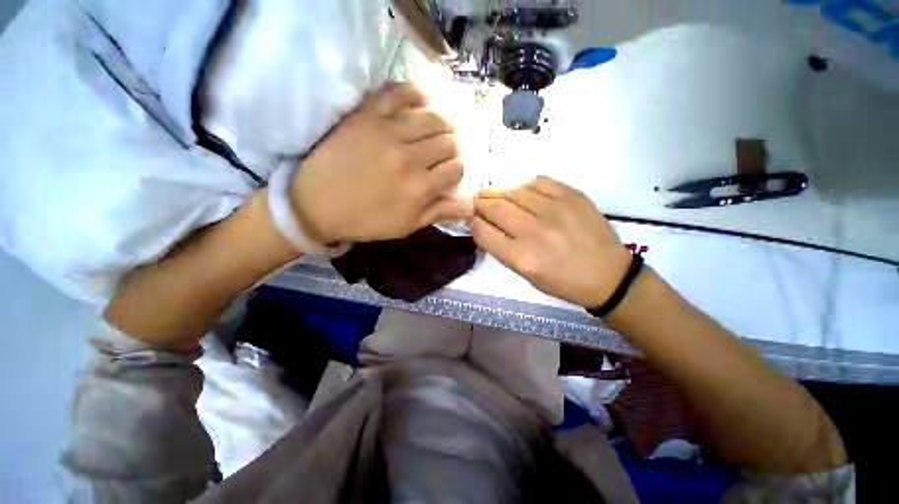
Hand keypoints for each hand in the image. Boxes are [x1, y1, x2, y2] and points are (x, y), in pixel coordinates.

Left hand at [291, 82, 471, 242]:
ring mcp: (388, 132)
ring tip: (437, 129)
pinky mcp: (367, 114)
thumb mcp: (407, 225)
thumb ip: (439, 212)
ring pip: (433, 116)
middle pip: (449, 141)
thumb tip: (471, 205)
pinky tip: (421, 103)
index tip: (448, 173)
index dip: (457, 170)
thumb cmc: (366, 220)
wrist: (317, 204)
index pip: (456, 169)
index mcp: (419, 188)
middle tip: (443, 152)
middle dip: (452, 148)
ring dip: (442, 123)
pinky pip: (400, 92)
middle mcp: (409, 158)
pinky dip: (416, 94)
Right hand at [472, 176, 631, 307]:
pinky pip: (539, 182)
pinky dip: (524, 185)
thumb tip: (487, 226)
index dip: (473, 223)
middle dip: (481, 203)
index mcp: (521, 257)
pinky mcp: (572, 197)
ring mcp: (555, 211)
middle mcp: (534, 232)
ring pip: (514, 192)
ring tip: (495, 194)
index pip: (483, 232)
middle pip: (495, 208)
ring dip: (499, 192)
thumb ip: (504, 250)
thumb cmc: (563, 282)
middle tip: (478, 202)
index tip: (473, 219)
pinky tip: (522, 191)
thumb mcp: (526, 276)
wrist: (608, 275)